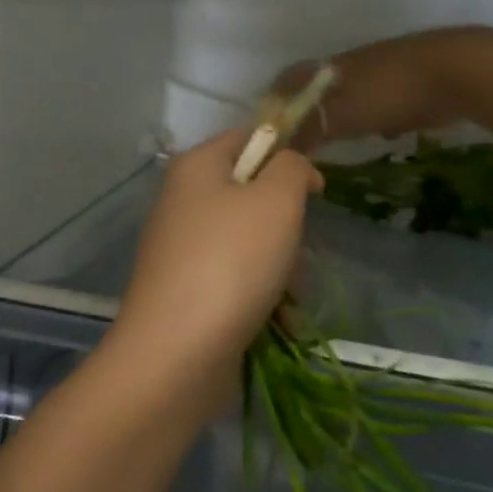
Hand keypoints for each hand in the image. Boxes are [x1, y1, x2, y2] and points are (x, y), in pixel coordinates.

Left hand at [110, 131, 320, 410]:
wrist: (177, 353)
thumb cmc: (231, 262)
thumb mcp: (276, 200)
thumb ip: (292, 168)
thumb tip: (293, 168)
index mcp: (196, 168)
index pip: (248, 139)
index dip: (286, 156)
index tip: (315, 189)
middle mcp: (183, 203)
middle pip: (252, 196)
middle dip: (286, 226)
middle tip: (295, 251)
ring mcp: (183, 250)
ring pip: (251, 244)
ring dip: (281, 268)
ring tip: (288, 296)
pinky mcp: (188, 292)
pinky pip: (236, 281)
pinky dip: (261, 297)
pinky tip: (278, 322)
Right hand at [271, 33, 459, 150]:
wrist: (457, 72)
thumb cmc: (389, 93)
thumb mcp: (340, 115)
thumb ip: (307, 130)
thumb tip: (279, 146)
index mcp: (328, 67)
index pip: (289, 79)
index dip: (275, 100)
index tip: (269, 127)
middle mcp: (351, 65)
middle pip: (318, 87)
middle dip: (307, 111)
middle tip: (301, 142)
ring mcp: (382, 71)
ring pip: (349, 94)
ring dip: (340, 115)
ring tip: (335, 143)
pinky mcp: (409, 83)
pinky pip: (380, 102)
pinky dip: (373, 117)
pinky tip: (380, 135)